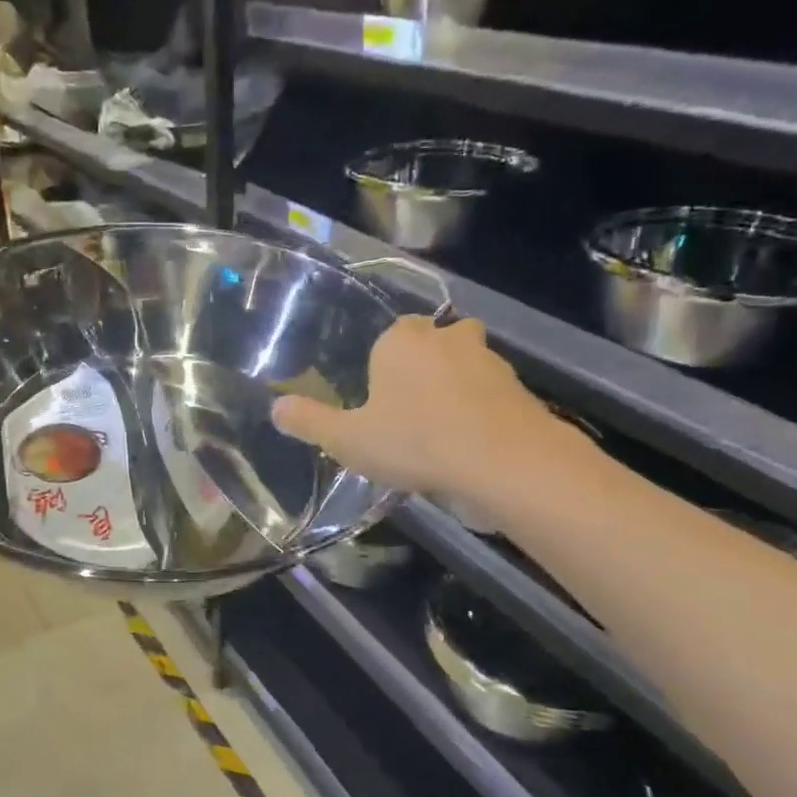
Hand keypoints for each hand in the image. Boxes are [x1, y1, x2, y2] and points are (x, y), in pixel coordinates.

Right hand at [272, 317, 581, 519]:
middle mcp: (447, 338)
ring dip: (457, 385)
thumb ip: (310, 422)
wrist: (504, 463)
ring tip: (442, 428)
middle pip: (434, 340)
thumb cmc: (415, 442)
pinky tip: (471, 443)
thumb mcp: (347, 440)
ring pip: (467, 363)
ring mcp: (490, 361)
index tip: (380, 397)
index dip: (385, 362)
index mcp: (402, 341)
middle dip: (425, 364)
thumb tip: (275, 407)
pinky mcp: (521, 389)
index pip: (392, 333)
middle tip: (411, 406)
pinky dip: (484, 409)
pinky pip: (493, 392)